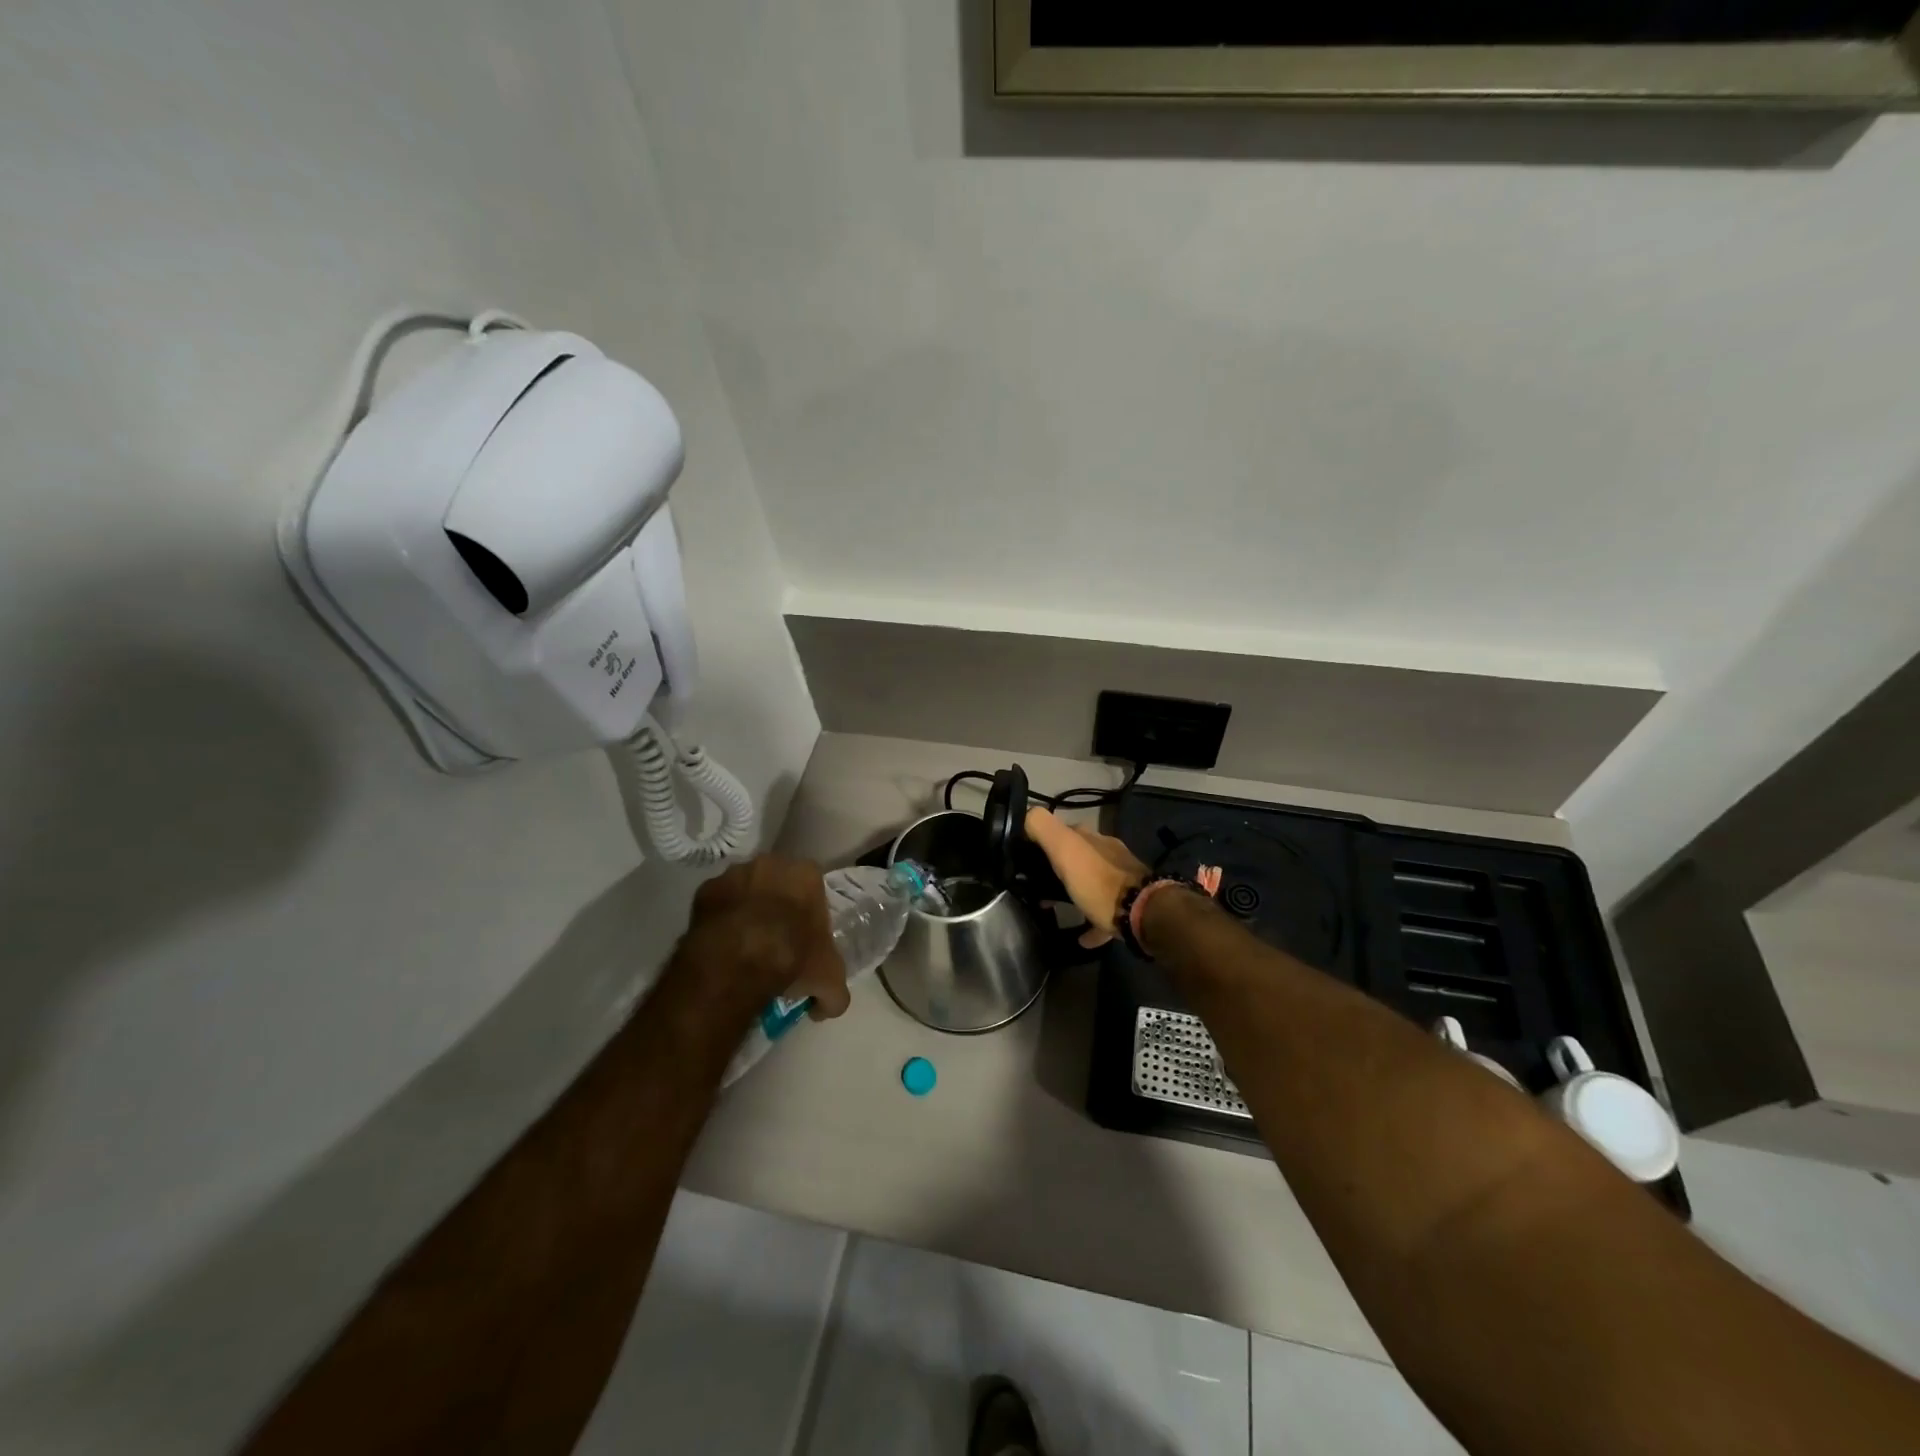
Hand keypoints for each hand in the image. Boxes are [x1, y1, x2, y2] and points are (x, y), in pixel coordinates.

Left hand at [679, 856, 850, 1019]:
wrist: (737, 960)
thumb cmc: (792, 957)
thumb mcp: (829, 980)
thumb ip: (833, 993)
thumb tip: (825, 1006)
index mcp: (806, 874)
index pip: (813, 890)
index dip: (809, 916)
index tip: (804, 941)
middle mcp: (770, 863)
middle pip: (778, 885)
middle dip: (777, 907)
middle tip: (775, 942)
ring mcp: (734, 874)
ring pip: (745, 891)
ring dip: (746, 911)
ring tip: (744, 946)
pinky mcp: (704, 890)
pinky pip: (717, 905)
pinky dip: (720, 921)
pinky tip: (723, 948)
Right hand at [1023, 807, 1149, 947]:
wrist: (1143, 913)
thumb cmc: (1098, 881)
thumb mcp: (1065, 849)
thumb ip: (1043, 827)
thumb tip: (1026, 815)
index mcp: (1092, 839)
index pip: (1064, 831)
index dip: (1044, 841)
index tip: (1027, 858)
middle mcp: (1108, 853)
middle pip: (1079, 857)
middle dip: (1060, 868)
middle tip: (1038, 886)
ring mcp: (1122, 879)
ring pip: (1092, 882)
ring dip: (1076, 891)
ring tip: (1056, 907)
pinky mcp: (1128, 905)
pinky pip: (1104, 913)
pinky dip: (1092, 921)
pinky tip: (1082, 937)